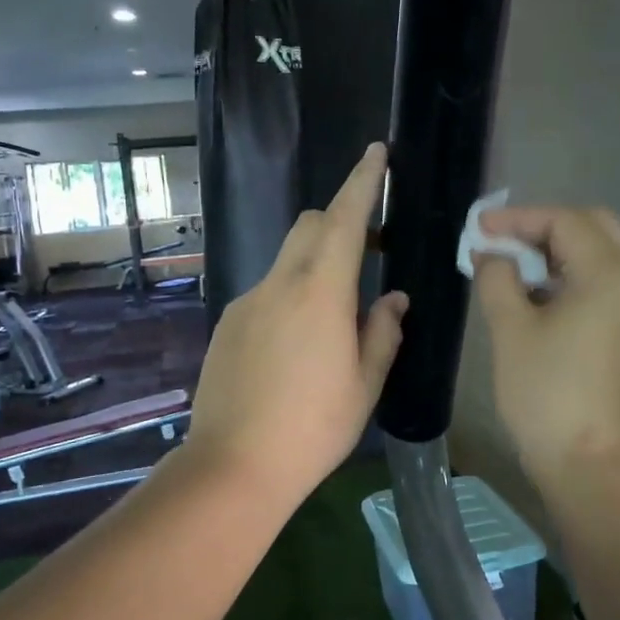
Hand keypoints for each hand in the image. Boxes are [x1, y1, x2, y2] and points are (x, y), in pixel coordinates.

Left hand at [186, 143, 408, 506]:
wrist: (234, 466)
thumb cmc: (313, 428)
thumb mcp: (365, 383)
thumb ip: (382, 331)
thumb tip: (392, 298)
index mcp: (320, 293)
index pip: (344, 219)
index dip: (362, 182)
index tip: (375, 153)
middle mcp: (278, 285)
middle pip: (308, 226)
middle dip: (339, 221)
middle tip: (369, 250)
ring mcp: (246, 303)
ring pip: (286, 260)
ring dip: (315, 265)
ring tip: (334, 319)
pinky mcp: (227, 325)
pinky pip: (266, 293)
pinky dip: (290, 296)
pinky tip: (296, 346)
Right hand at [474, 206, 619, 485]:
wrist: (596, 467)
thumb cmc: (548, 395)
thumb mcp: (511, 331)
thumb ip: (497, 278)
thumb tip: (492, 253)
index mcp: (612, 273)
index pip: (565, 221)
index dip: (518, 219)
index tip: (479, 228)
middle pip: (595, 228)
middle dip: (546, 228)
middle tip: (503, 242)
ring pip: (608, 255)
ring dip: (563, 252)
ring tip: (517, 268)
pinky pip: (614, 285)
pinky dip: (580, 277)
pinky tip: (546, 297)